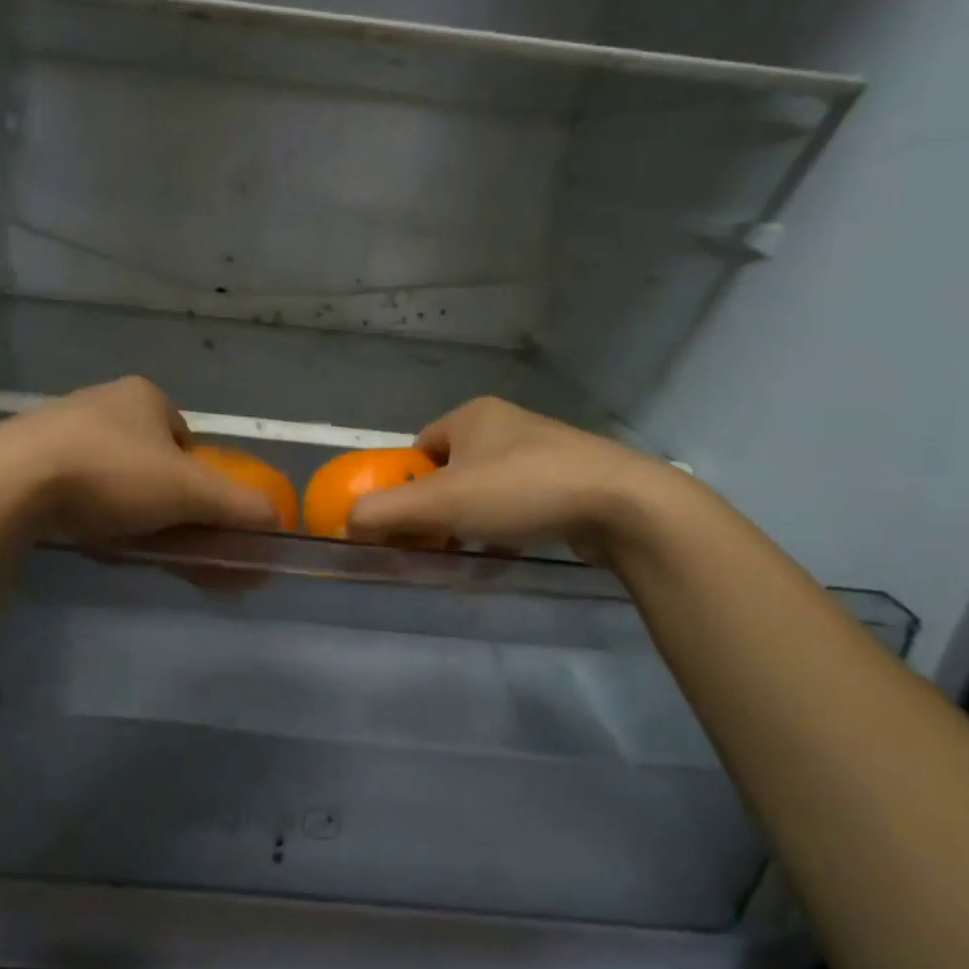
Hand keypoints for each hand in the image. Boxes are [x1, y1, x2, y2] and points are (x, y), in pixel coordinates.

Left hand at [0, 377, 281, 542]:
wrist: (9, 483)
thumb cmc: (111, 474)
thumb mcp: (189, 492)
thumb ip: (239, 506)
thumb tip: (277, 522)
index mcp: (144, 397)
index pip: (186, 441)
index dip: (197, 481)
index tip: (192, 515)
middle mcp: (102, 403)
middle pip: (151, 462)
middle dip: (164, 503)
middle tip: (166, 540)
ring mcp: (59, 429)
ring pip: (113, 478)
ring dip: (129, 512)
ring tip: (128, 545)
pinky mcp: (26, 459)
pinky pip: (75, 489)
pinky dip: (91, 514)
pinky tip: (89, 538)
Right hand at [347, 397, 683, 560]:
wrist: (622, 504)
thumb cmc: (520, 491)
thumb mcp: (441, 502)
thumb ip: (385, 510)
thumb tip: (346, 521)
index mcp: (473, 416)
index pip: (418, 449)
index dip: (405, 486)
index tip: (407, 522)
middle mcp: (506, 424)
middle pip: (450, 472)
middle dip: (438, 510)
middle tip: (435, 544)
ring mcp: (544, 450)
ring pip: (486, 489)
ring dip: (470, 521)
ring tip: (470, 552)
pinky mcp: (571, 478)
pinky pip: (520, 502)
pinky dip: (505, 527)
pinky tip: (508, 552)